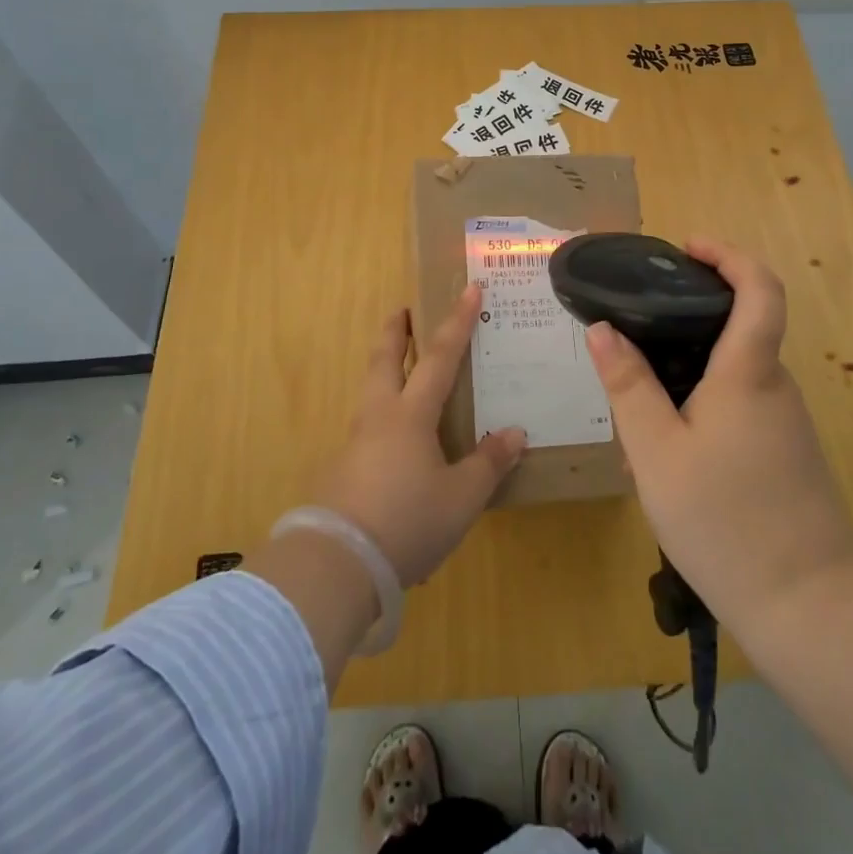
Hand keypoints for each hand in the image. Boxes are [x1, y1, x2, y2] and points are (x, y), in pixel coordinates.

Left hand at [314, 285, 526, 586]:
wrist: (337, 563)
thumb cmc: (407, 521)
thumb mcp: (461, 497)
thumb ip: (488, 463)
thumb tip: (514, 433)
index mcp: (410, 414)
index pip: (439, 357)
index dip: (457, 323)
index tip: (469, 290)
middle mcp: (379, 417)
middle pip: (384, 360)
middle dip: (395, 331)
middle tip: (402, 309)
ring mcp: (356, 442)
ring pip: (370, 389)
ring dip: (383, 367)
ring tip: (398, 367)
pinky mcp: (342, 469)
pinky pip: (367, 425)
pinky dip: (381, 410)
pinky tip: (393, 436)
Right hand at [585, 239, 852, 630]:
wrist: (809, 606)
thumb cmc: (724, 519)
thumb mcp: (656, 451)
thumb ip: (628, 386)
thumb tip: (603, 329)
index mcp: (748, 371)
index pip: (759, 288)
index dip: (728, 255)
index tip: (688, 248)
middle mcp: (774, 386)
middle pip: (735, 331)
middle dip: (683, 329)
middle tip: (631, 348)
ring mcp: (785, 423)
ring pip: (729, 379)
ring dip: (685, 382)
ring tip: (637, 423)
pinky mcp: (786, 454)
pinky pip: (738, 412)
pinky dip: (700, 413)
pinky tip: (668, 461)